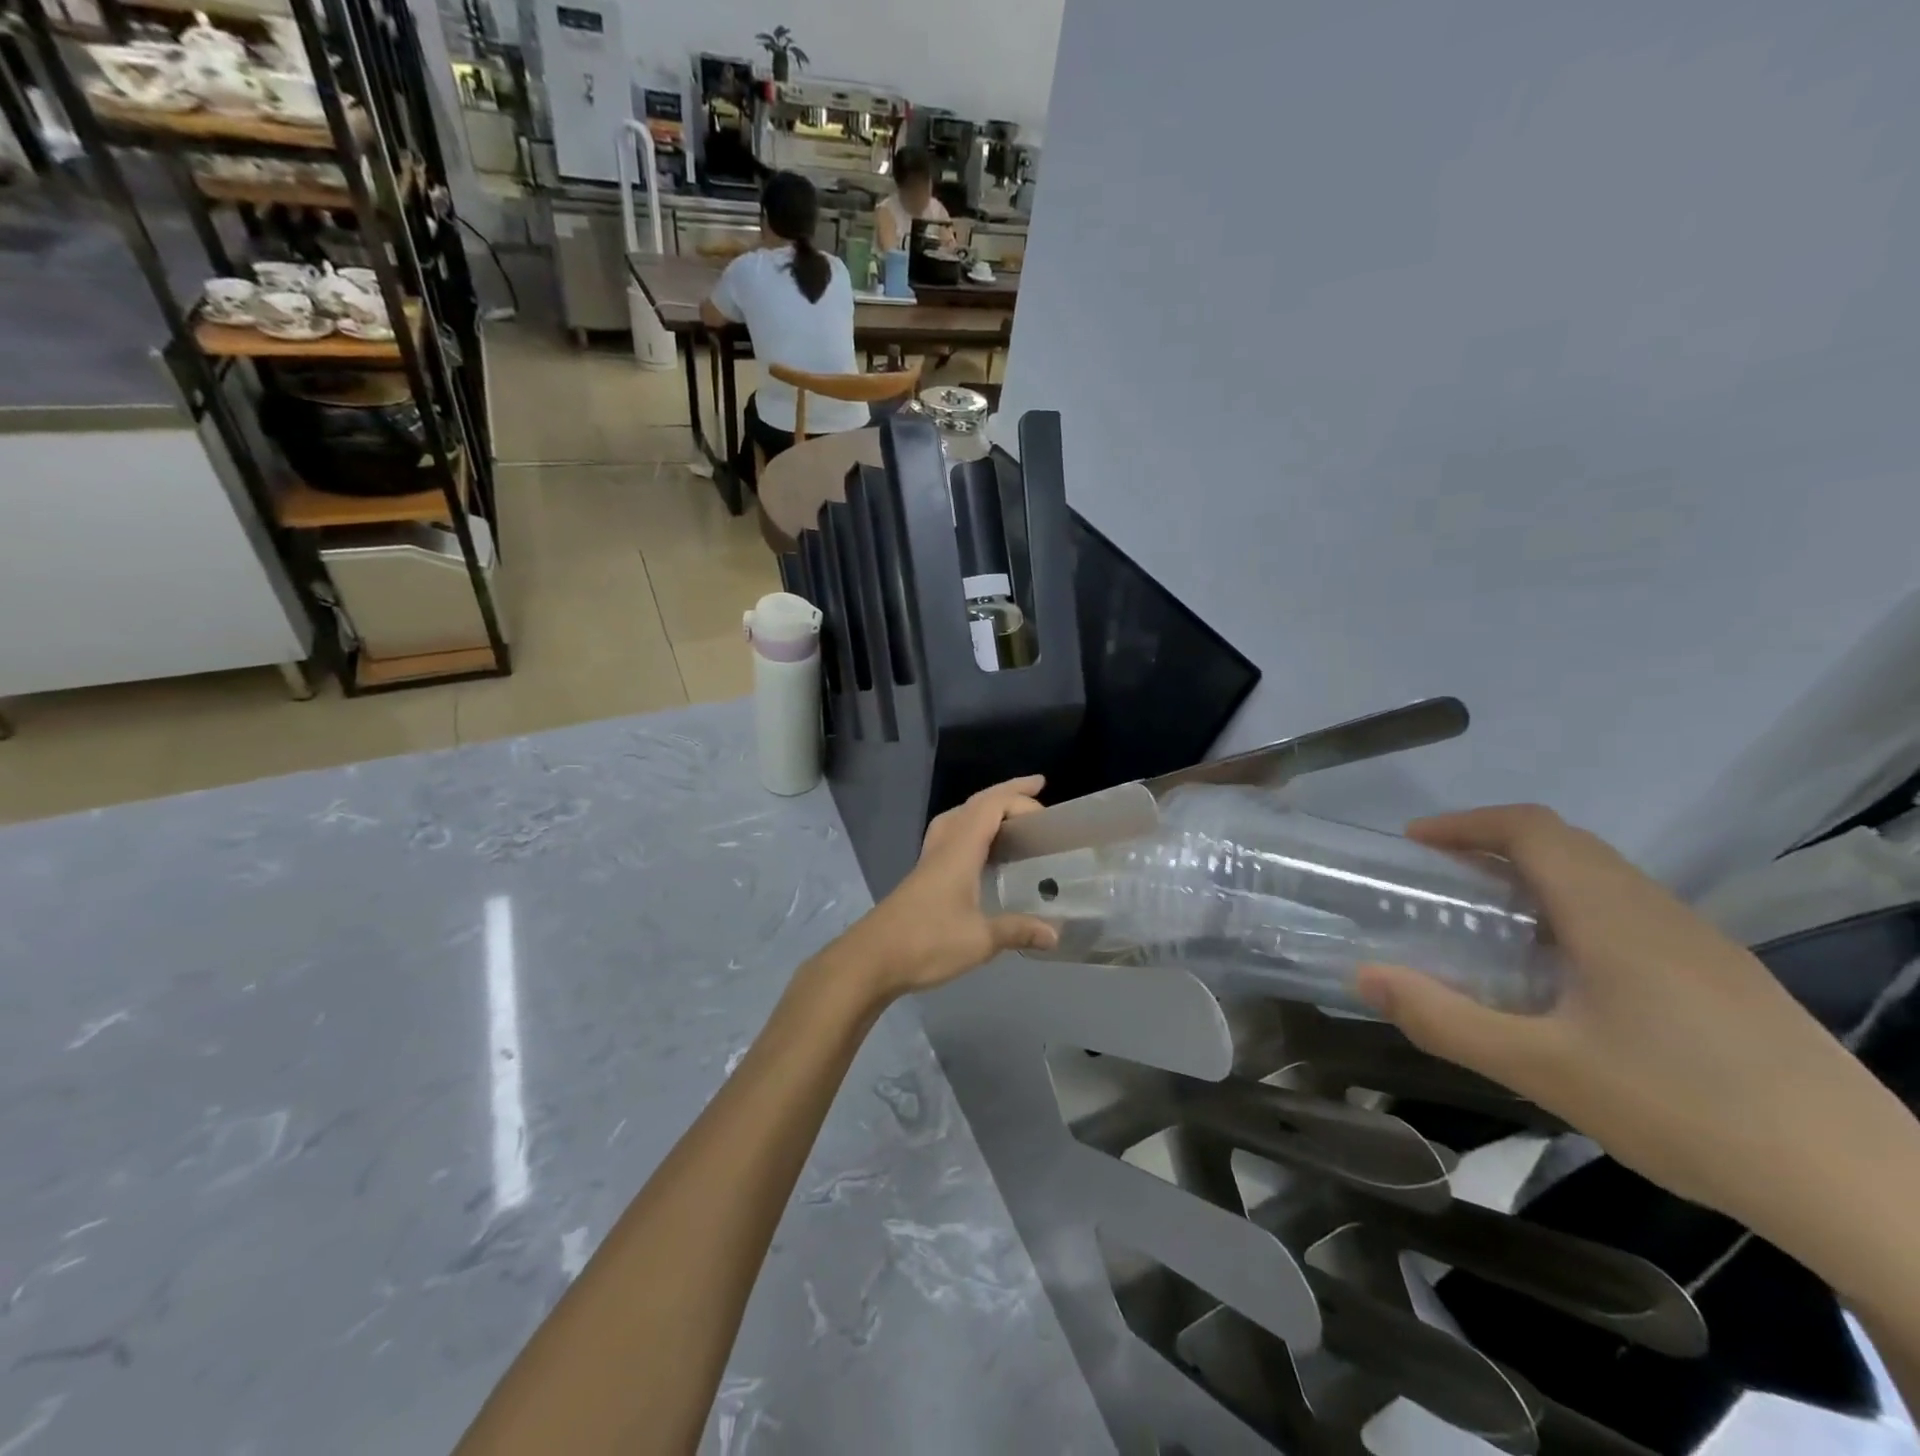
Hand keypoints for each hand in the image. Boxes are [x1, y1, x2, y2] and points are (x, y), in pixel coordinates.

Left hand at [831, 776, 1059, 998]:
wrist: (871, 959)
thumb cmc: (927, 942)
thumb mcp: (980, 939)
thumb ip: (1017, 930)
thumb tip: (1055, 934)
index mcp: (959, 850)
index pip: (990, 806)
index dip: (1018, 797)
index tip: (1046, 803)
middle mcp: (943, 846)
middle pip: (974, 805)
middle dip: (1005, 793)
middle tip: (1036, 792)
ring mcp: (929, 860)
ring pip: (957, 818)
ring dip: (984, 809)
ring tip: (1009, 819)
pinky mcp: (922, 877)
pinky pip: (950, 837)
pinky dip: (971, 831)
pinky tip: (980, 855)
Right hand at [1354, 805, 1887, 1224]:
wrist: (1866, 1189)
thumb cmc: (1687, 1109)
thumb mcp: (1543, 1069)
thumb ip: (1444, 1019)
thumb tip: (1365, 976)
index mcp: (1612, 914)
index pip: (1531, 829)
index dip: (1465, 823)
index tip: (1414, 843)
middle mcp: (1657, 911)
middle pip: (1567, 845)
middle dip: (1493, 845)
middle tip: (1439, 881)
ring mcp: (1701, 943)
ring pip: (1603, 878)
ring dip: (1536, 877)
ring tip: (1490, 923)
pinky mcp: (1726, 978)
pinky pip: (1631, 913)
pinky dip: (1575, 910)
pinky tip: (1565, 975)